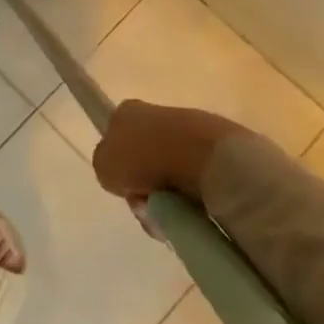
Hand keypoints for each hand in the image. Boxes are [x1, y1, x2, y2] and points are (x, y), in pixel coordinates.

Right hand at [92, 101, 243, 203]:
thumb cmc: (144, 156)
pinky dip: (195, 197)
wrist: (203, 157)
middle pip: (145, 158)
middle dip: (145, 187)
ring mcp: (192, 130)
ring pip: (172, 173)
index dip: (119, 164)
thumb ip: (106, 168)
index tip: (126, 185)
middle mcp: (158, 114)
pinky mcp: (220, 149)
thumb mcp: (104, 166)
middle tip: (147, 206)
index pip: (117, 137)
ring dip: (170, 196)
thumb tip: (122, 175)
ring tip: (173, 212)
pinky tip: (196, 208)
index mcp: (127, 111)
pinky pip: (199, 179)